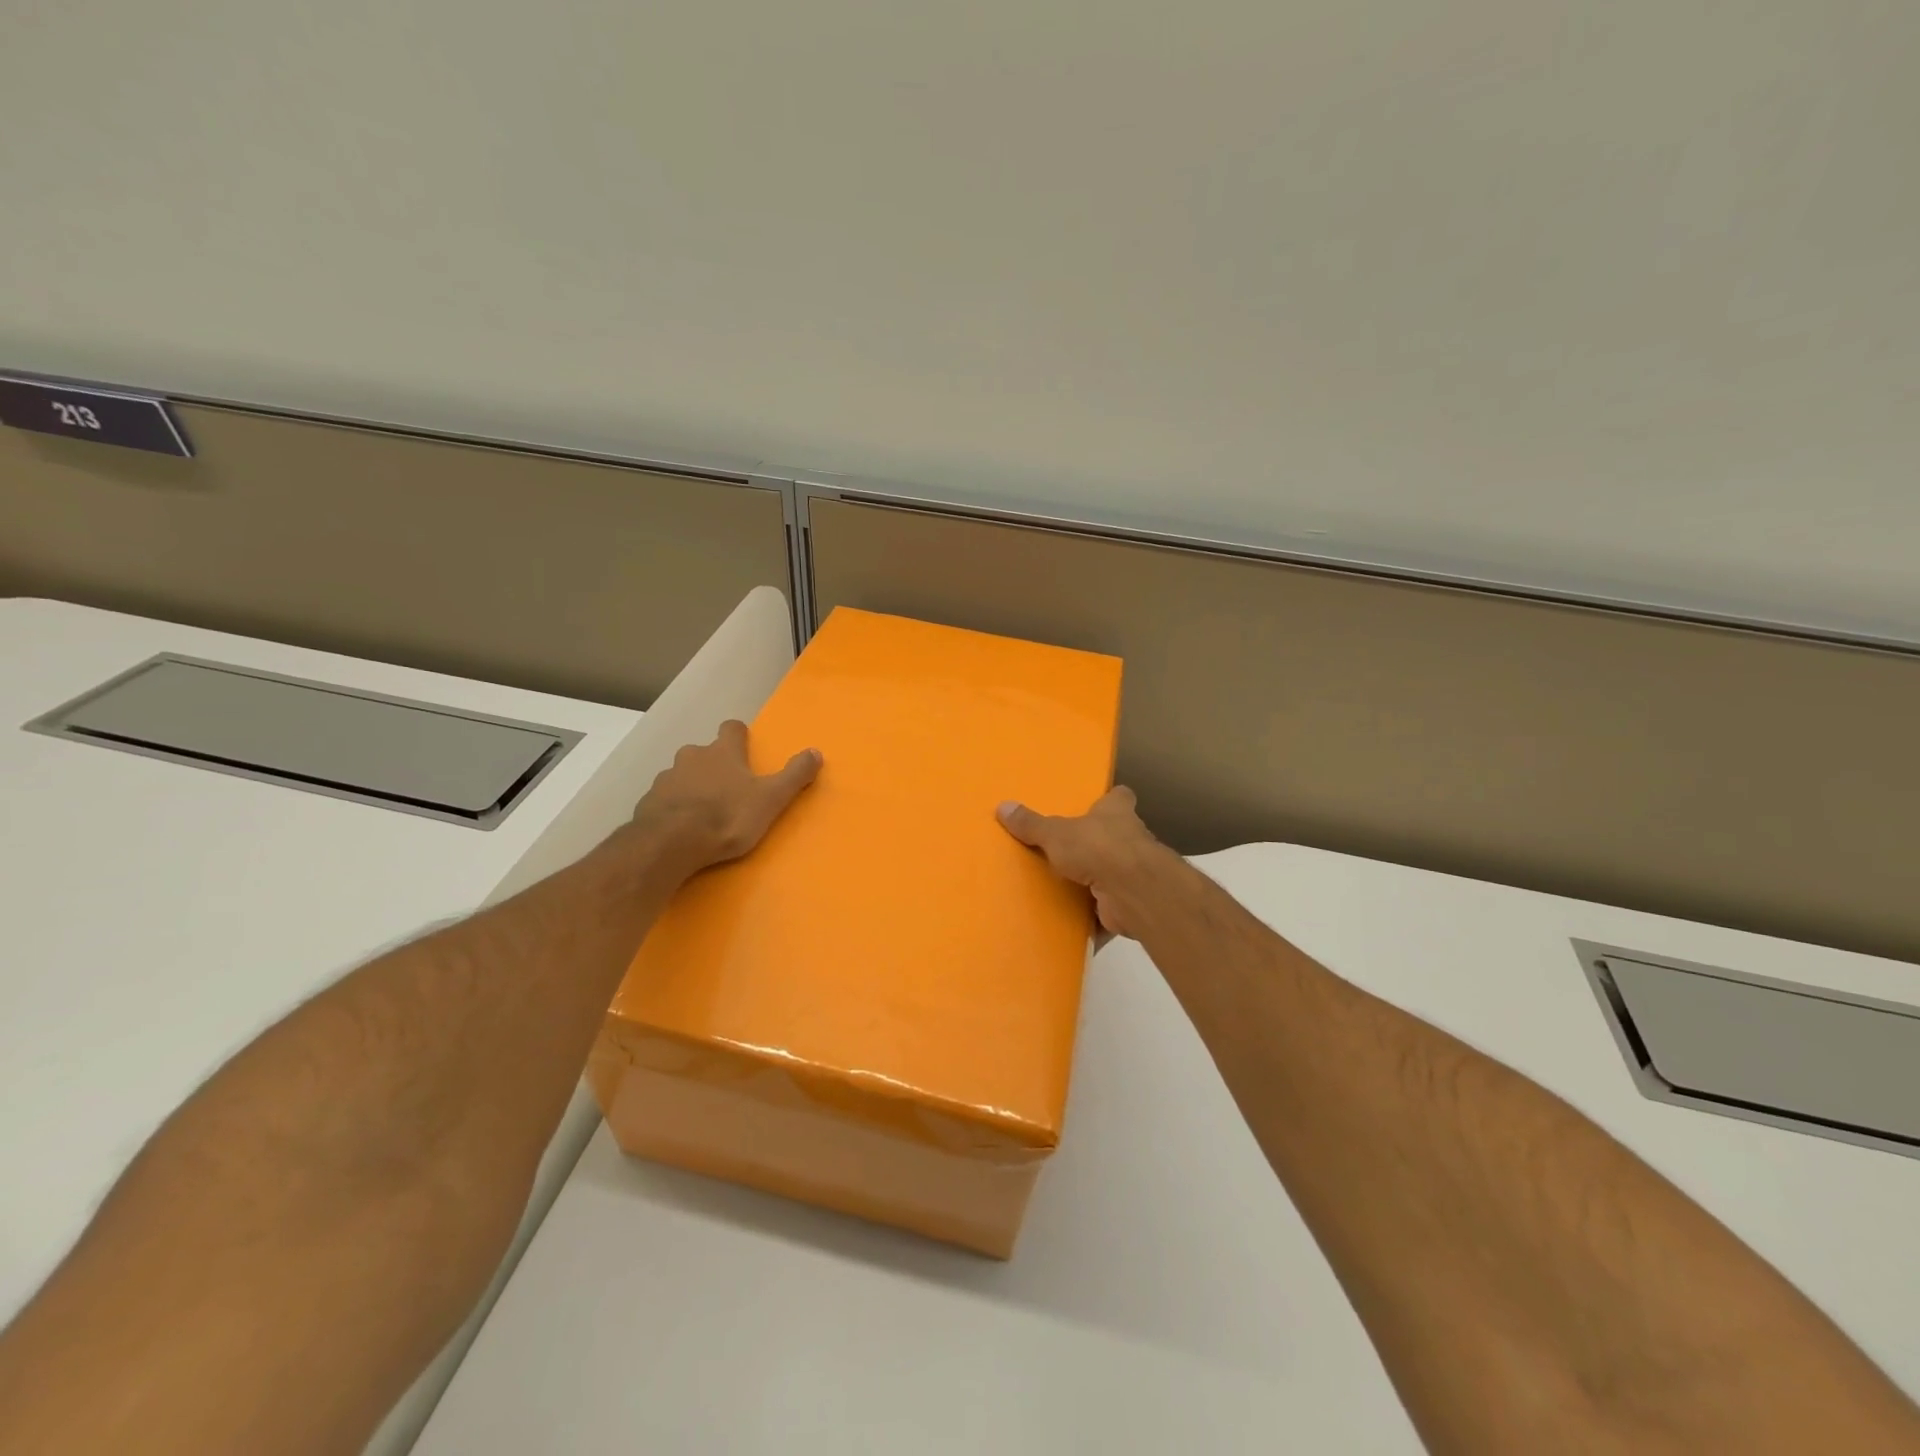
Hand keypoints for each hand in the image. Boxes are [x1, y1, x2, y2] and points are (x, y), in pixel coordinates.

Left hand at [632, 721, 821, 877]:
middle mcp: (692, 757)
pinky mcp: (648, 802)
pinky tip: (681, 827)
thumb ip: (794, 775)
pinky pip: (665, 799)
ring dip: (692, 786)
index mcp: (722, 752)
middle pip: (704, 752)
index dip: (738, 736)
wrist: (670, 843)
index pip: (731, 729)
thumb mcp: (771, 798)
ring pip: (682, 775)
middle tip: (727, 788)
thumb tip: (816, 751)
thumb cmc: (727, 816)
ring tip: (704, 811)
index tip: (744, 747)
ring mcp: (666, 779)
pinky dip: (674, 807)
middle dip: (714, 765)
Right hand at [997, 786, 1175, 941]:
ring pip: (1113, 874)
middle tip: (1066, 850)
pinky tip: (1072, 924)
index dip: (1110, 799)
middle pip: (1115, 836)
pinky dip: (1094, 918)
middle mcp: (1130, 839)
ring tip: (1063, 889)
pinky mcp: (1130, 903)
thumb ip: (1031, 824)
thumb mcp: (1055, 833)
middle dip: (1096, 843)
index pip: (1120, 797)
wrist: (1132, 892)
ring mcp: (1133, 873)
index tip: (1096, 803)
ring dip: (1095, 882)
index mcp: (1116, 813)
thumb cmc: (1098, 848)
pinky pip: (1109, 909)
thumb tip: (1002, 806)